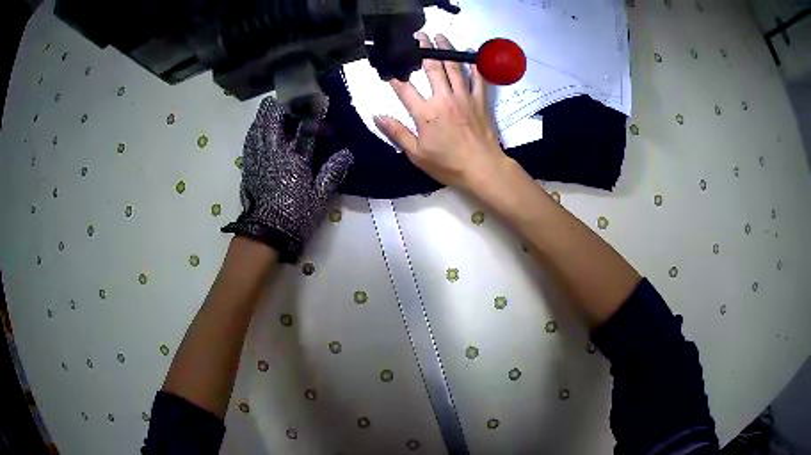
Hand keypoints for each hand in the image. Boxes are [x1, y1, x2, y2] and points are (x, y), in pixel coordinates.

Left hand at [222, 97, 353, 262]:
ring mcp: (257, 158)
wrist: (265, 234)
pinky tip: (259, 129)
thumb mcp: (320, 196)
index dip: (312, 112)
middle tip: (293, 101)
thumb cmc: (294, 214)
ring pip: (258, 127)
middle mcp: (271, 152)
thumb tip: (348, 153)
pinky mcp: (248, 166)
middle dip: (282, 106)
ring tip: (275, 109)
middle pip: (272, 119)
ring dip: (266, 115)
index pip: (302, 127)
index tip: (320, 102)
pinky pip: (250, 141)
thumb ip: (333, 172)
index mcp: (291, 158)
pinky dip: (256, 130)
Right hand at [374, 33, 508, 191]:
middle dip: (424, 50)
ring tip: (440, 36)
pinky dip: (475, 65)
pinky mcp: (480, 101)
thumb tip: (377, 116)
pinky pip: (478, 78)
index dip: (395, 77)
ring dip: (446, 50)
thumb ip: (397, 133)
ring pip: (454, 67)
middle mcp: (444, 99)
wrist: (483, 168)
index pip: (405, 89)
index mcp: (426, 113)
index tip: (389, 66)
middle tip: (419, 36)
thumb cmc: (448, 164)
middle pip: (432, 68)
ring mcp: (464, 97)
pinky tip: (471, 54)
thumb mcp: (417, 154)